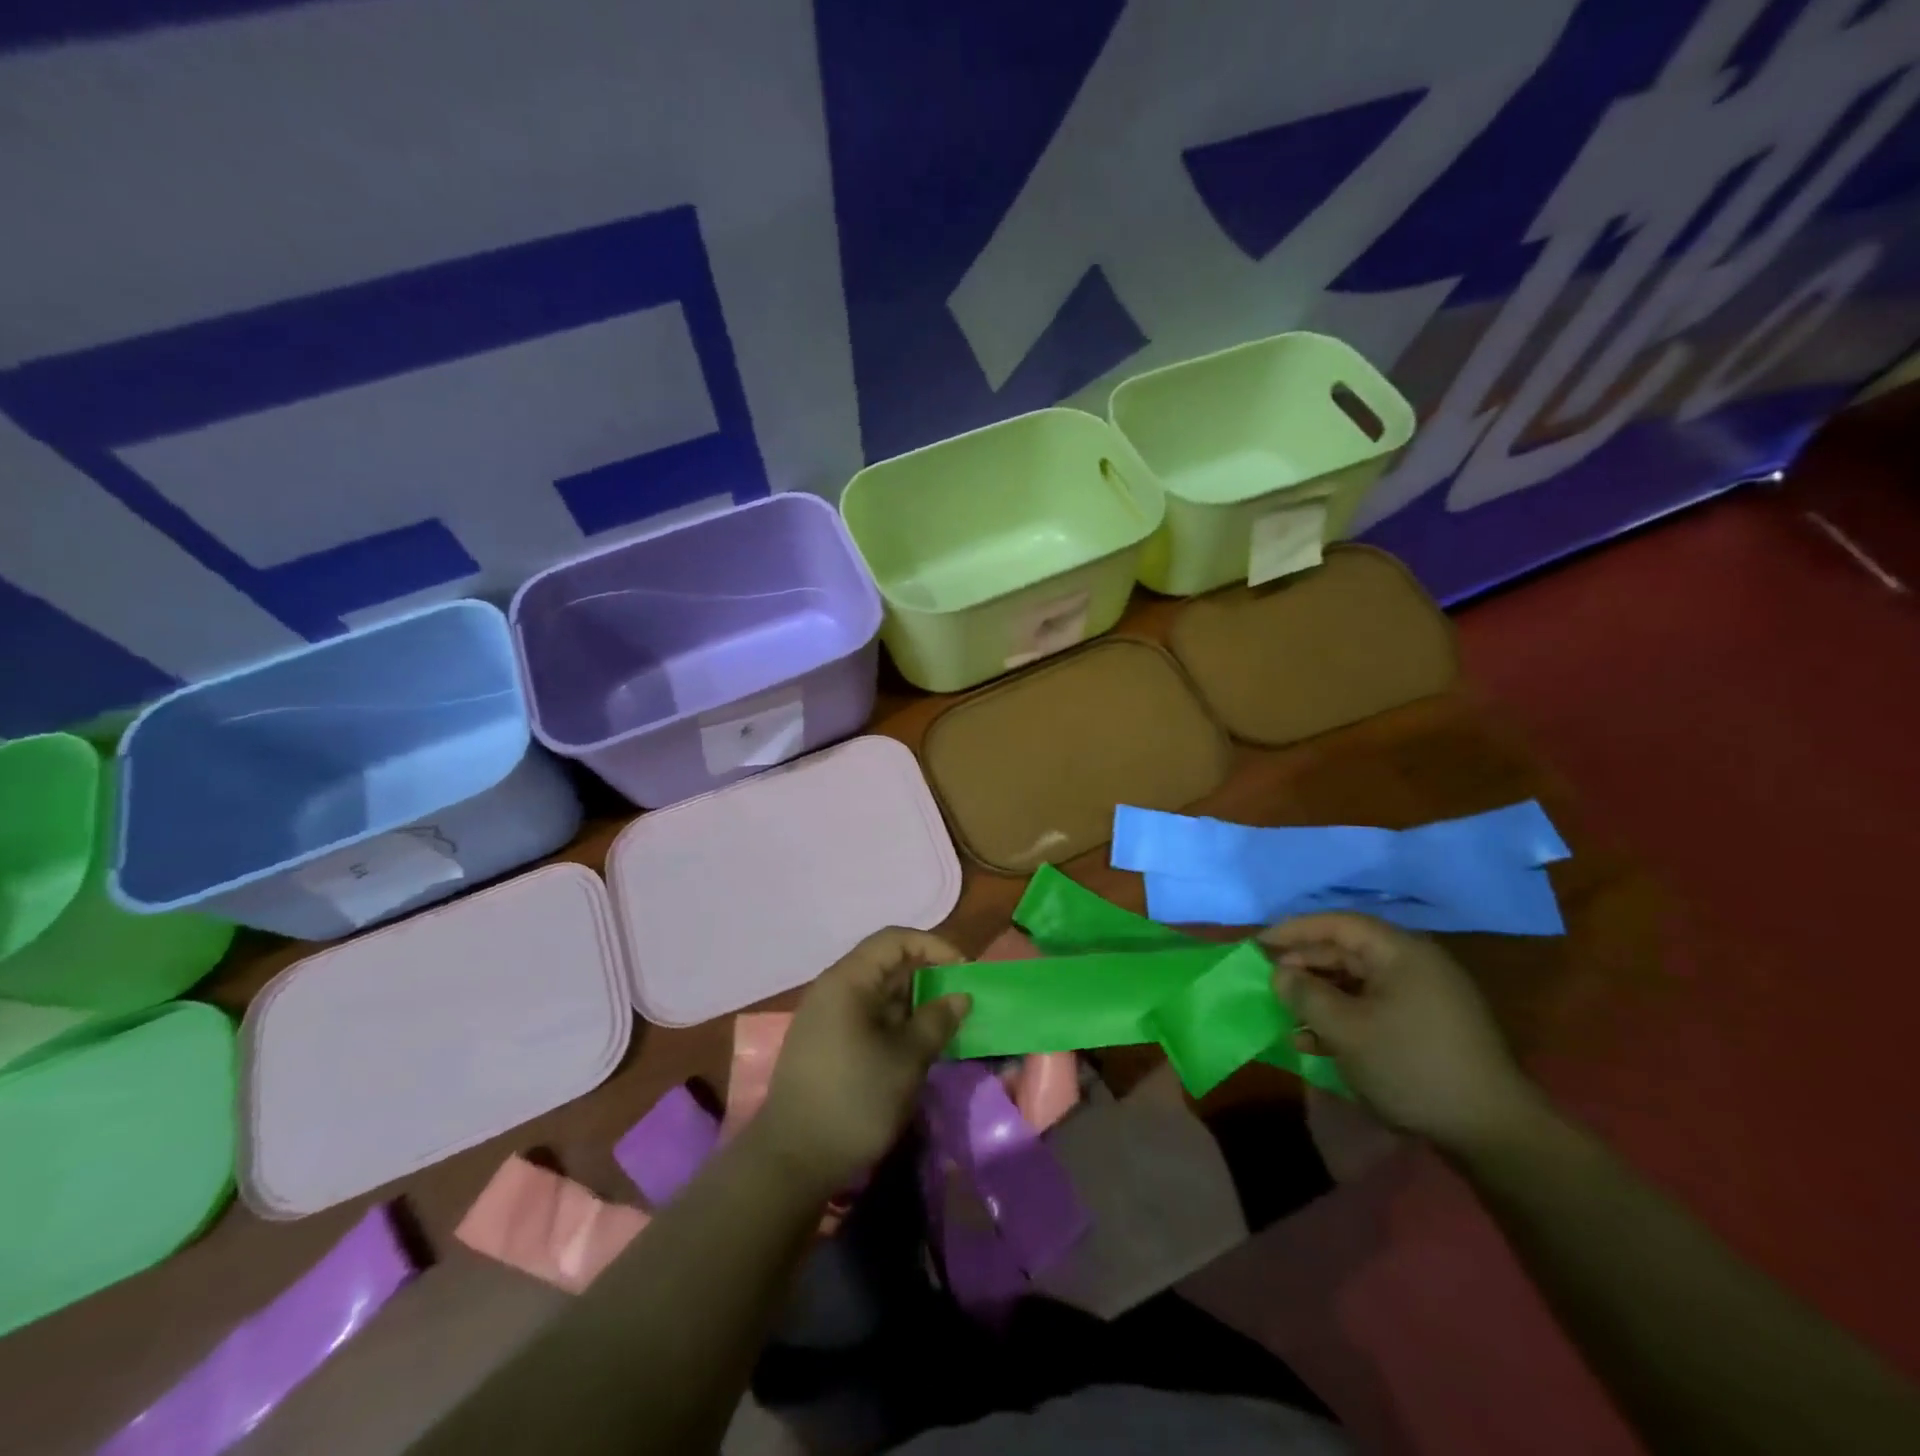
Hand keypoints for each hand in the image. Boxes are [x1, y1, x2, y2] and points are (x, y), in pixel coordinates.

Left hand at [751, 928, 970, 1197]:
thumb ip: (936, 1021)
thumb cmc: (854, 1101)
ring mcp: (825, 1017)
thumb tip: (960, 996)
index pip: (895, 940)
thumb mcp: (906, 1060)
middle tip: (960, 1000)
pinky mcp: (825, 1043)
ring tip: (945, 1025)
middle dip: (926, 976)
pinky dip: (894, 1022)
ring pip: (877, 992)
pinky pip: (866, 1016)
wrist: (792, 1161)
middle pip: (885, 964)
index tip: (963, 970)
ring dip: (912, 1003)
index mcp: (847, 981)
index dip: (933, 947)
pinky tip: (915, 1046)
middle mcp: (832, 989)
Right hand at [1262, 913, 1541, 1152]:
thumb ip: (1305, 994)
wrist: (1494, 1133)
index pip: (1338, 924)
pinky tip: (1315, 1043)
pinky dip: (1343, 1019)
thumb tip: (1279, 973)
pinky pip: (1374, 1009)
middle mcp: (1415, 966)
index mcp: (1401, 953)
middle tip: (1269, 983)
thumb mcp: (1346, 1029)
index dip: (1294, 930)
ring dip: (1320, 998)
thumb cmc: (1412, 1066)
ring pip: (1358, 984)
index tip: (1259, 945)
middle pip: (1347, 952)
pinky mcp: (1428, 1029)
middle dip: (1305, 967)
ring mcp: (1425, 999)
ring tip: (1287, 1017)